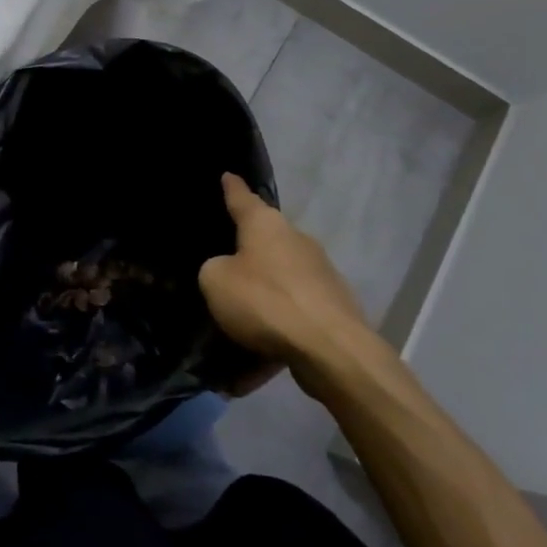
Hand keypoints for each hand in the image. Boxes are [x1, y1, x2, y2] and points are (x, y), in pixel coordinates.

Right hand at [200, 174, 380, 385]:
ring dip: (258, 307)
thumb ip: (214, 270)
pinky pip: (292, 319)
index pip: (242, 197)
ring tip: (235, 336)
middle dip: (245, 257)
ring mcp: (318, 273)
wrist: (331, 349)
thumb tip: (228, 272)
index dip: (231, 187)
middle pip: (263, 243)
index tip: (227, 175)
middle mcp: (295, 240)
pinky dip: (273, 339)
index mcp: (265, 224)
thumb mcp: (215, 281)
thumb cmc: (265, 301)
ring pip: (278, 286)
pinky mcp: (333, 308)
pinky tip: (253, 372)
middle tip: (222, 272)